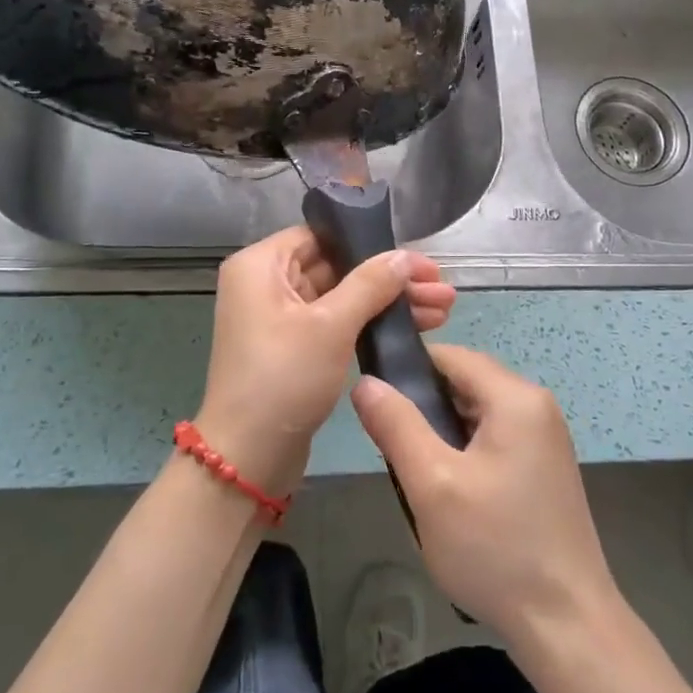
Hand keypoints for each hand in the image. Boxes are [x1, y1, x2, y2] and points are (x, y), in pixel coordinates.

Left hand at [196, 226, 454, 499]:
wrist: (248, 457)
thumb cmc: (283, 378)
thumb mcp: (330, 325)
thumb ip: (370, 284)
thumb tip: (406, 256)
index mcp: (260, 265)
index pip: (322, 235)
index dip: (371, 243)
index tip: (417, 259)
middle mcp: (266, 284)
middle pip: (337, 266)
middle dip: (391, 279)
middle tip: (442, 289)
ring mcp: (280, 318)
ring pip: (342, 297)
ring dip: (388, 302)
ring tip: (443, 310)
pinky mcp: (294, 347)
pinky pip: (337, 323)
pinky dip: (370, 323)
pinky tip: (414, 328)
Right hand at [351, 345, 617, 644]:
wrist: (567, 626)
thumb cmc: (495, 548)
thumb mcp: (432, 484)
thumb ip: (396, 425)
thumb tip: (365, 380)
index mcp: (516, 398)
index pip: (451, 355)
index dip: (407, 368)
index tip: (373, 399)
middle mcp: (536, 406)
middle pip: (465, 383)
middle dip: (424, 406)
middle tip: (390, 446)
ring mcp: (545, 439)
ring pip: (477, 414)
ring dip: (442, 433)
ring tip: (413, 473)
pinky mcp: (545, 468)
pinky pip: (494, 439)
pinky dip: (464, 452)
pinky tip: (448, 492)